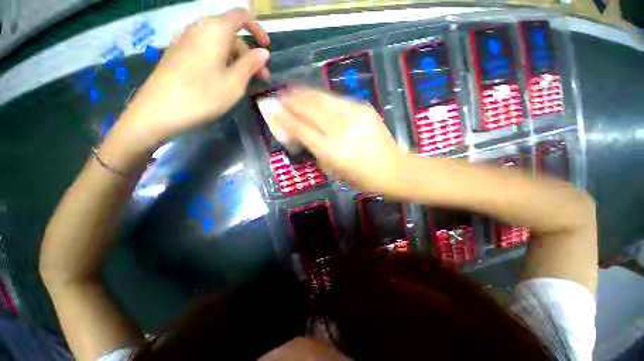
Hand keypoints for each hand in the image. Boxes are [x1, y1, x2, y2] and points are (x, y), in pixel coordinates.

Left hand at [114, 9, 269, 150]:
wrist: (159, 111)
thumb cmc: (203, 96)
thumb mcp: (234, 83)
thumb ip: (251, 64)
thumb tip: (263, 52)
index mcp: (215, 30)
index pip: (241, 15)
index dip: (257, 29)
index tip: (266, 49)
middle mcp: (199, 28)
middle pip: (231, 33)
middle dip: (249, 53)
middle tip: (261, 78)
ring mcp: (186, 40)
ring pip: (219, 43)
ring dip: (236, 59)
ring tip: (245, 81)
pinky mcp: (178, 53)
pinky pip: (206, 50)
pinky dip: (221, 60)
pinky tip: (224, 78)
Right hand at [275, 88, 403, 191]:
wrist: (393, 169)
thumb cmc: (361, 177)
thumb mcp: (333, 171)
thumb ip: (314, 152)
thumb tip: (300, 135)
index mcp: (332, 150)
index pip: (301, 129)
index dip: (284, 118)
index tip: (271, 110)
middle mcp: (341, 129)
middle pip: (309, 109)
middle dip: (291, 101)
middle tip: (278, 96)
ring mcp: (354, 116)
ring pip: (322, 99)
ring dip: (303, 94)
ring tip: (291, 91)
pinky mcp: (363, 108)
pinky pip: (336, 99)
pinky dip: (320, 96)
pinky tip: (313, 95)